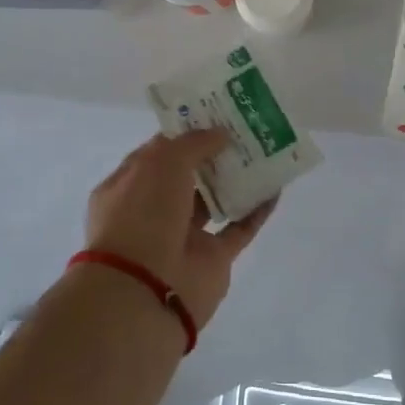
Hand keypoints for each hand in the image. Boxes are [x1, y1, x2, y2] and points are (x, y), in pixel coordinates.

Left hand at [82, 130, 276, 327]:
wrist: (147, 289)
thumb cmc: (143, 215)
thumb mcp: (161, 163)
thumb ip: (193, 144)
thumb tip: (220, 134)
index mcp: (128, 186)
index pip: (156, 153)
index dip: (182, 134)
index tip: (211, 115)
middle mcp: (153, 210)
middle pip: (187, 176)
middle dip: (212, 153)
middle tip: (243, 128)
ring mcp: (183, 236)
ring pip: (214, 201)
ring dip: (235, 179)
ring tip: (263, 151)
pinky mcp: (212, 259)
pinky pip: (238, 228)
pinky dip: (256, 210)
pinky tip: (276, 188)